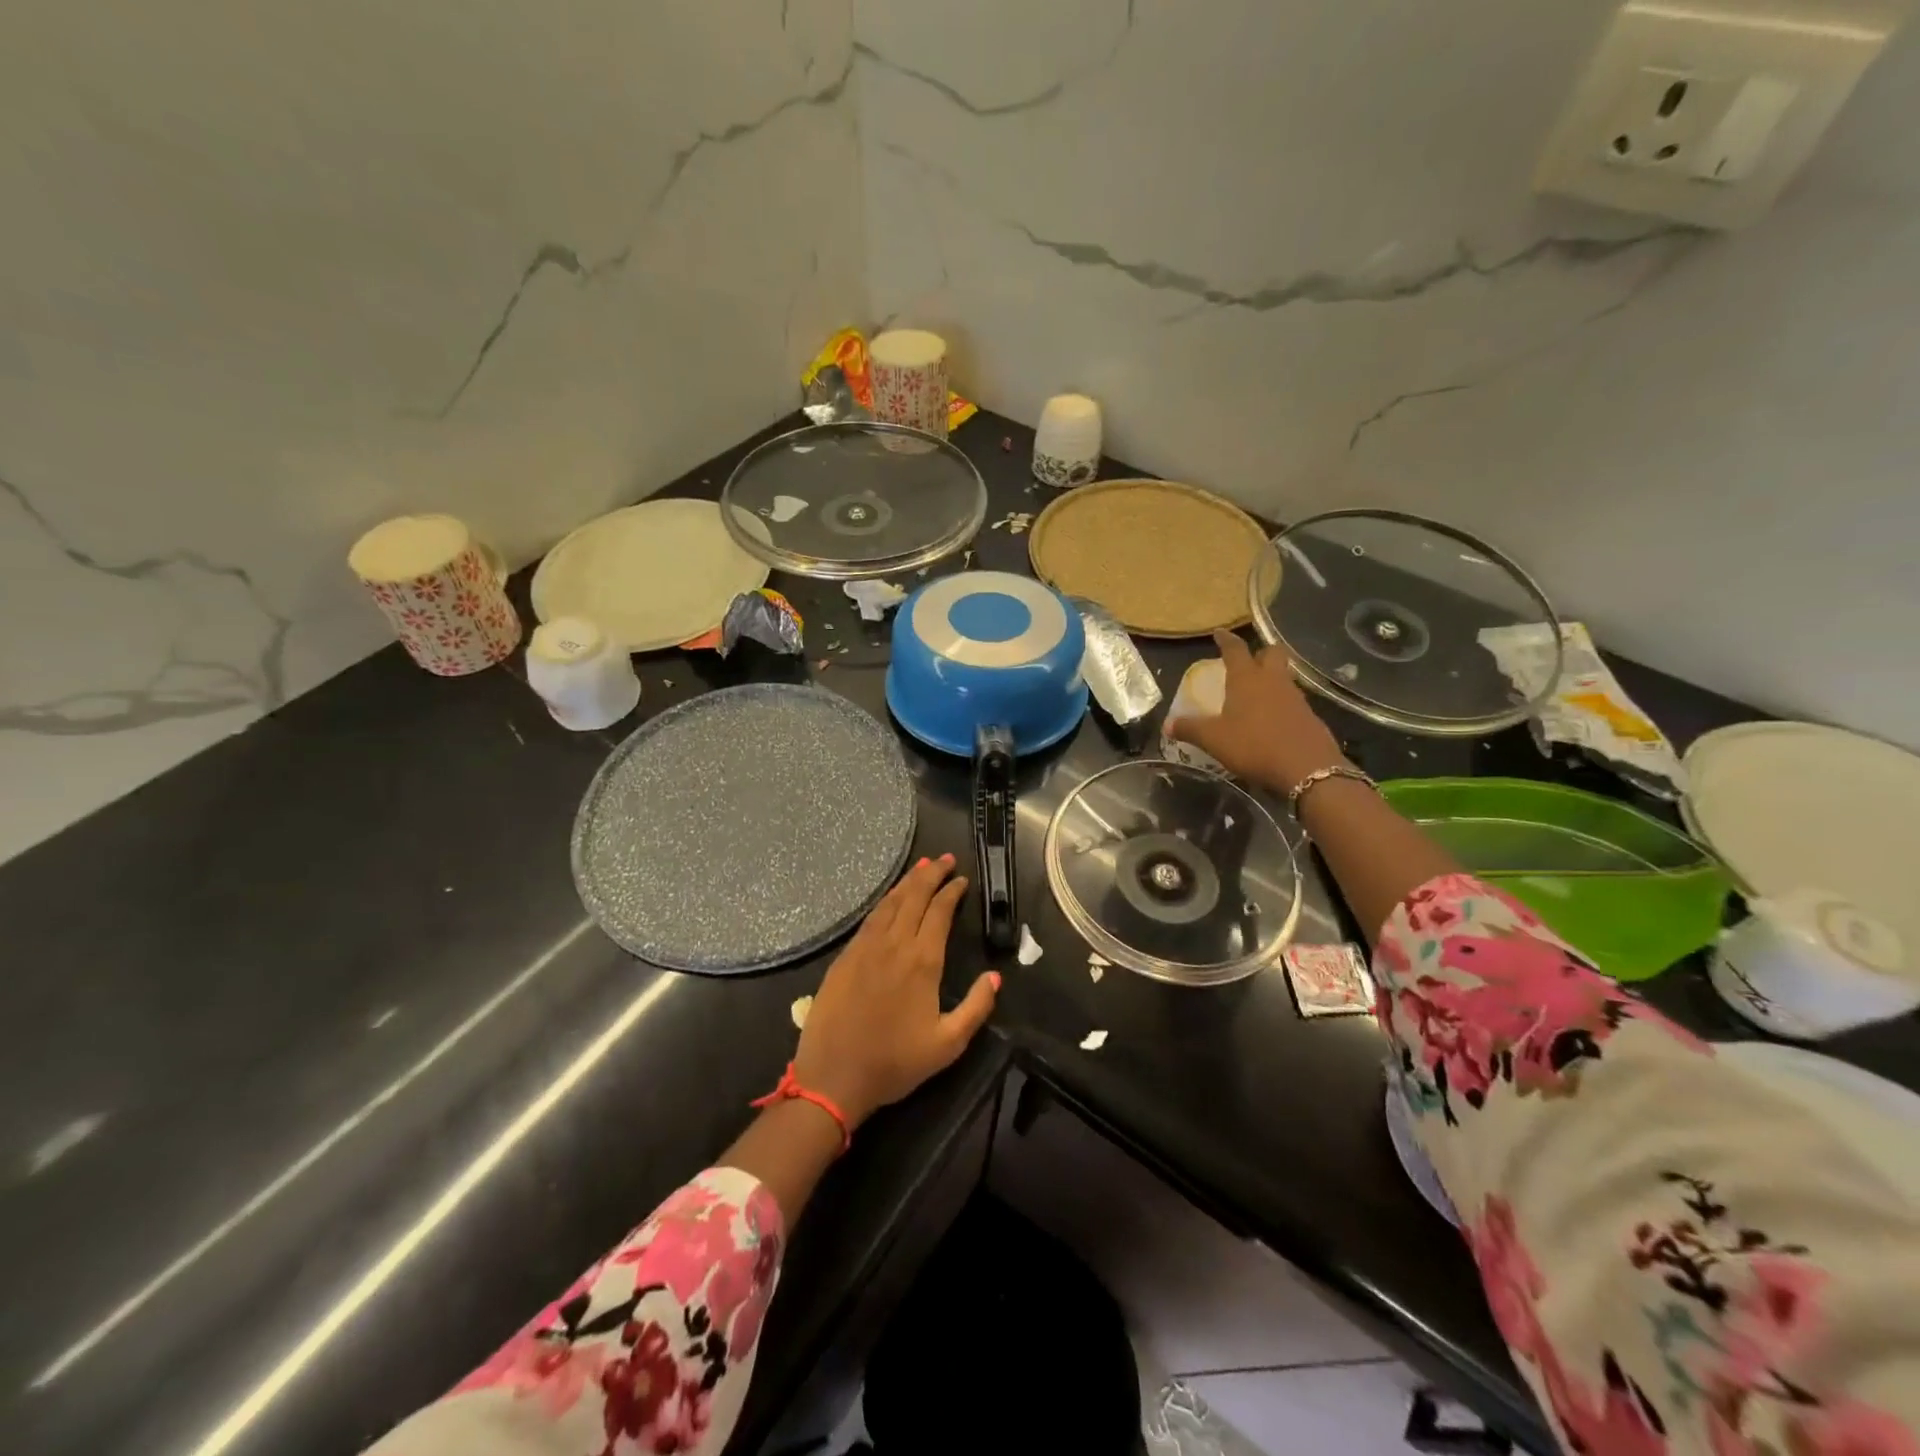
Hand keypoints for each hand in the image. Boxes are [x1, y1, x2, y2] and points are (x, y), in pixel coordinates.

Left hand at [793, 853, 999, 1129]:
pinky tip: (890, 899)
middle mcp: (894, 944)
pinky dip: (884, 901)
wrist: (833, 1078)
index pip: (939, 912)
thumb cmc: (894, 1063)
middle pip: (914, 897)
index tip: (961, 879)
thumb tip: (995, 976)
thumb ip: (976, 1007)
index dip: (951, 892)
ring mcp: (865, 948)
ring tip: (921, 867)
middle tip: (944, 858)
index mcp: (922, 961)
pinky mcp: (844, 957)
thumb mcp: (948, 1045)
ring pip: (889, 903)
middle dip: (930, 873)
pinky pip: (869, 919)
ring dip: (907, 882)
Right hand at [1165, 630, 1350, 793]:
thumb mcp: (1214, 740)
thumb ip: (1190, 729)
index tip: (1219, 632)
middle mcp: (1273, 680)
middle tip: (1247, 661)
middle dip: (1259, 652)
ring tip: (1255, 693)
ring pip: (1283, 676)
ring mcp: (1295, 697)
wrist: (1307, 768)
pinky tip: (1271, 719)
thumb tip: (1167, 725)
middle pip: (1271, 653)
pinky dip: (1280, 703)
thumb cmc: (1254, 745)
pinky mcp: (1309, 716)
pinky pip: (1292, 700)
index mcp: (1246, 679)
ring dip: (1270, 679)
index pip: (1235, 649)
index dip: (1226, 639)